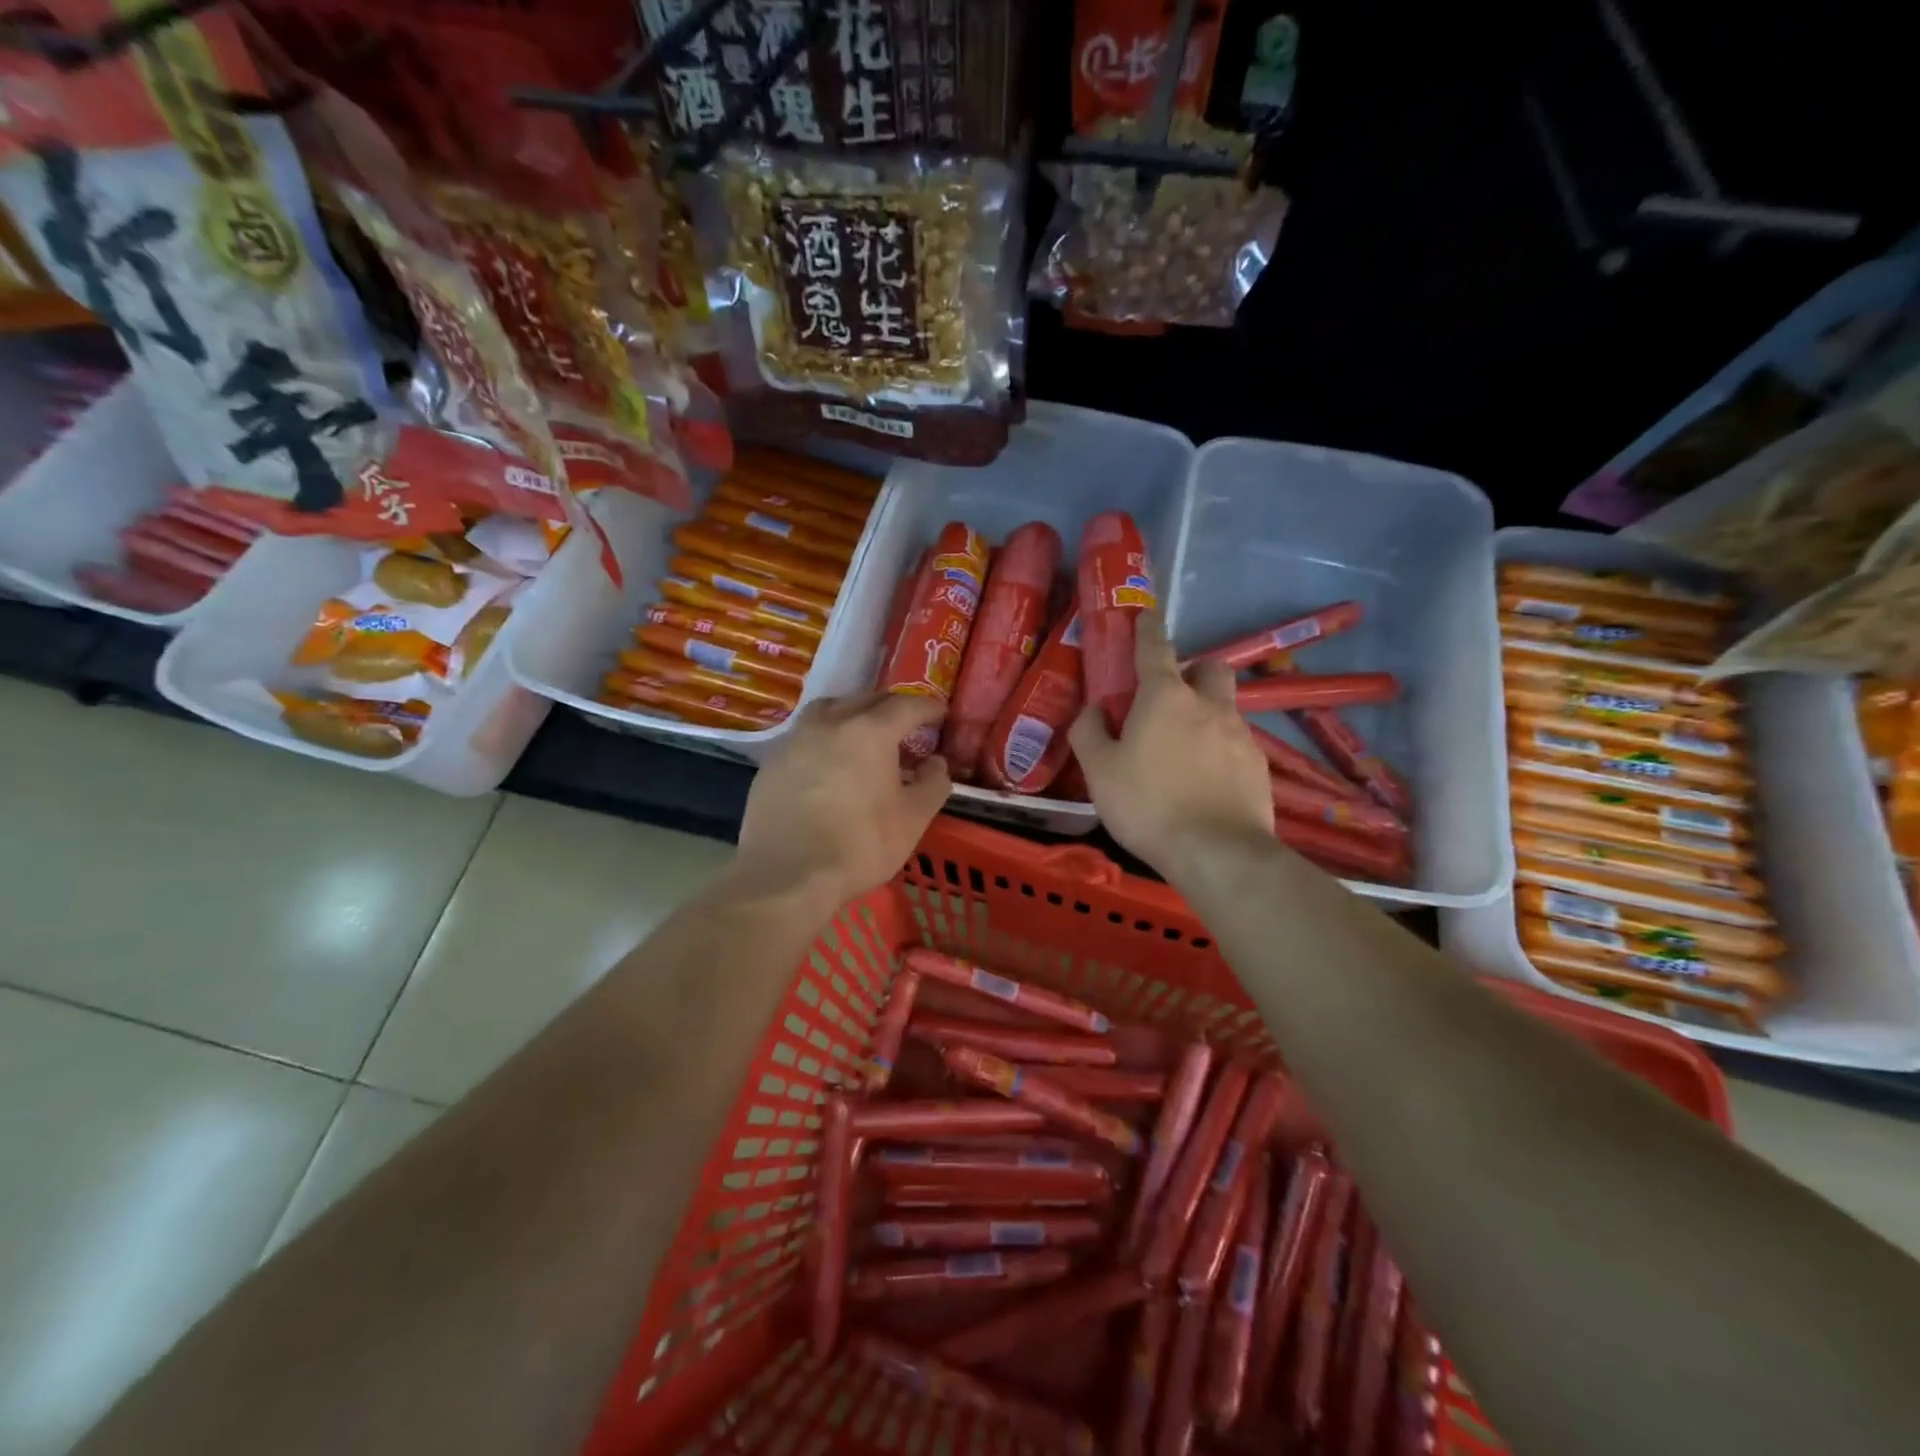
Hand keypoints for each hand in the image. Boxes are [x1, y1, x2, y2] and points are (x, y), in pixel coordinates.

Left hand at [733, 692, 951, 908]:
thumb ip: (933, 784)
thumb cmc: (860, 845)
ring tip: (864, 734)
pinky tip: (829, 762)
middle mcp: (830, 723)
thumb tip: (936, 762)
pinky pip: (806, 735)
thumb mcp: (914, 819)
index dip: (927, 708)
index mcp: (870, 731)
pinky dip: (825, 737)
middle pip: (866, 700)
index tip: (940, 714)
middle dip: (891, 708)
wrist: (787, 876)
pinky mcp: (772, 761)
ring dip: (852, 714)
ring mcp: (796, 739)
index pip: (906, 706)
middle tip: (907, 725)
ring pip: (829, 710)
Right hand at [1069, 611, 1272, 876]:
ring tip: (1181, 756)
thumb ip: (1089, 733)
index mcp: (1165, 698)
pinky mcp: (1259, 767)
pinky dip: (1218, 752)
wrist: (1218, 853)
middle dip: (1193, 672)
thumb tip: (1094, 710)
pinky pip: (1235, 745)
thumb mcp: (1099, 771)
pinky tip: (1204, 784)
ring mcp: (1241, 735)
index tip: (1146, 614)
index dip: (1148, 628)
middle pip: (1210, 668)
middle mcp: (1209, 706)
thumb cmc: (1148, 805)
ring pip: (1224, 709)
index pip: (1155, 647)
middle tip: (1169, 700)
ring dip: (1204, 717)